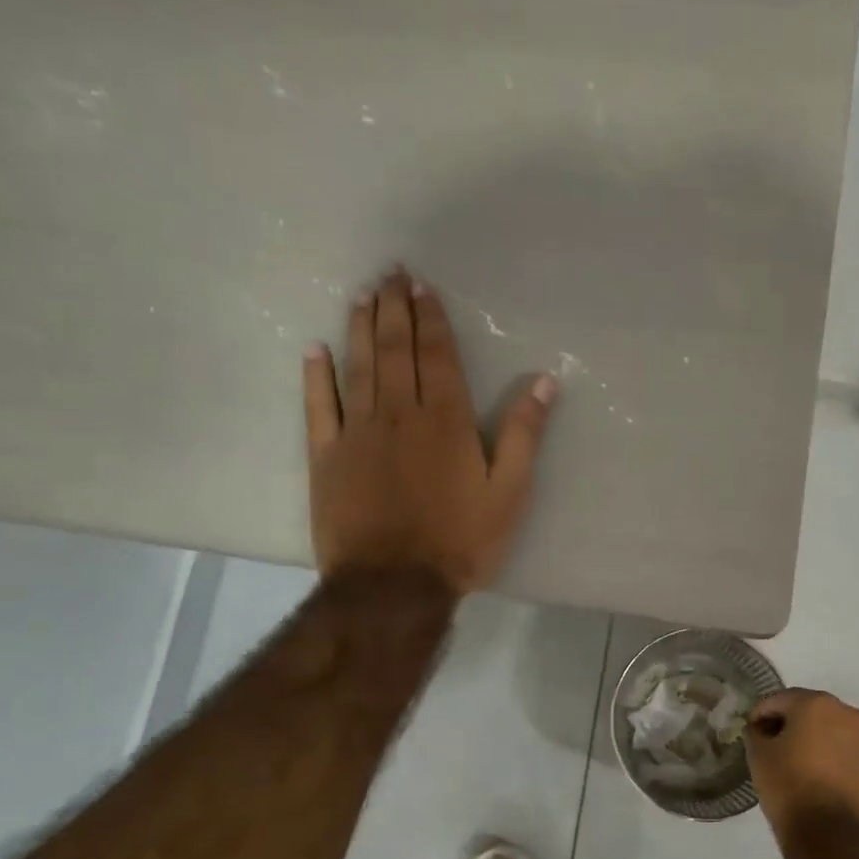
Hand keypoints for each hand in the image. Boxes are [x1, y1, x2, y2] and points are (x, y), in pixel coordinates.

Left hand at [305, 266, 556, 594]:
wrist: (394, 585)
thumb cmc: (460, 541)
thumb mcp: (509, 494)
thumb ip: (524, 436)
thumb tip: (544, 383)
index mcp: (446, 421)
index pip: (438, 356)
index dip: (431, 319)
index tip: (423, 287)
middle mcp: (399, 414)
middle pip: (395, 350)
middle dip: (394, 309)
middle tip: (390, 273)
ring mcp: (357, 433)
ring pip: (357, 367)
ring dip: (359, 327)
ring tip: (362, 295)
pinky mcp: (326, 457)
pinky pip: (318, 406)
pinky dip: (316, 376)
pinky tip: (314, 349)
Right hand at [746, 689, 858, 838]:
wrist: (829, 832)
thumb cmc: (789, 785)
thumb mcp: (758, 755)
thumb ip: (755, 733)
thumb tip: (759, 729)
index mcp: (816, 702)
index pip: (778, 700)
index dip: (760, 715)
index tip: (749, 732)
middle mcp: (844, 711)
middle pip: (806, 709)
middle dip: (786, 722)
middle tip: (767, 742)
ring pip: (825, 727)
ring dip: (806, 736)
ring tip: (788, 758)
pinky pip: (839, 745)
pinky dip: (823, 751)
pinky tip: (808, 769)